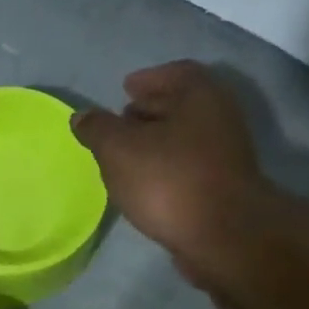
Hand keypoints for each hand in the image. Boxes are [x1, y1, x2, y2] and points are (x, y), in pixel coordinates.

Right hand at [72, 61, 265, 286]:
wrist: (223, 236)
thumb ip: (97, 128)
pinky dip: (166, 168)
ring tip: (124, 157)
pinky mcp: (223, 187)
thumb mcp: (117, 149)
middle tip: (119, 122)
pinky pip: (188, 166)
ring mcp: (226, 155)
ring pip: (184, 138)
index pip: (175, 73)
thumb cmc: (168, 179)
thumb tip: (82, 116)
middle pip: (181, 105)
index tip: (125, 89)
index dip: (148, 79)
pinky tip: (144, 184)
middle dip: (149, 111)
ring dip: (156, 143)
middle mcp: (219, 118)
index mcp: (200, 96)